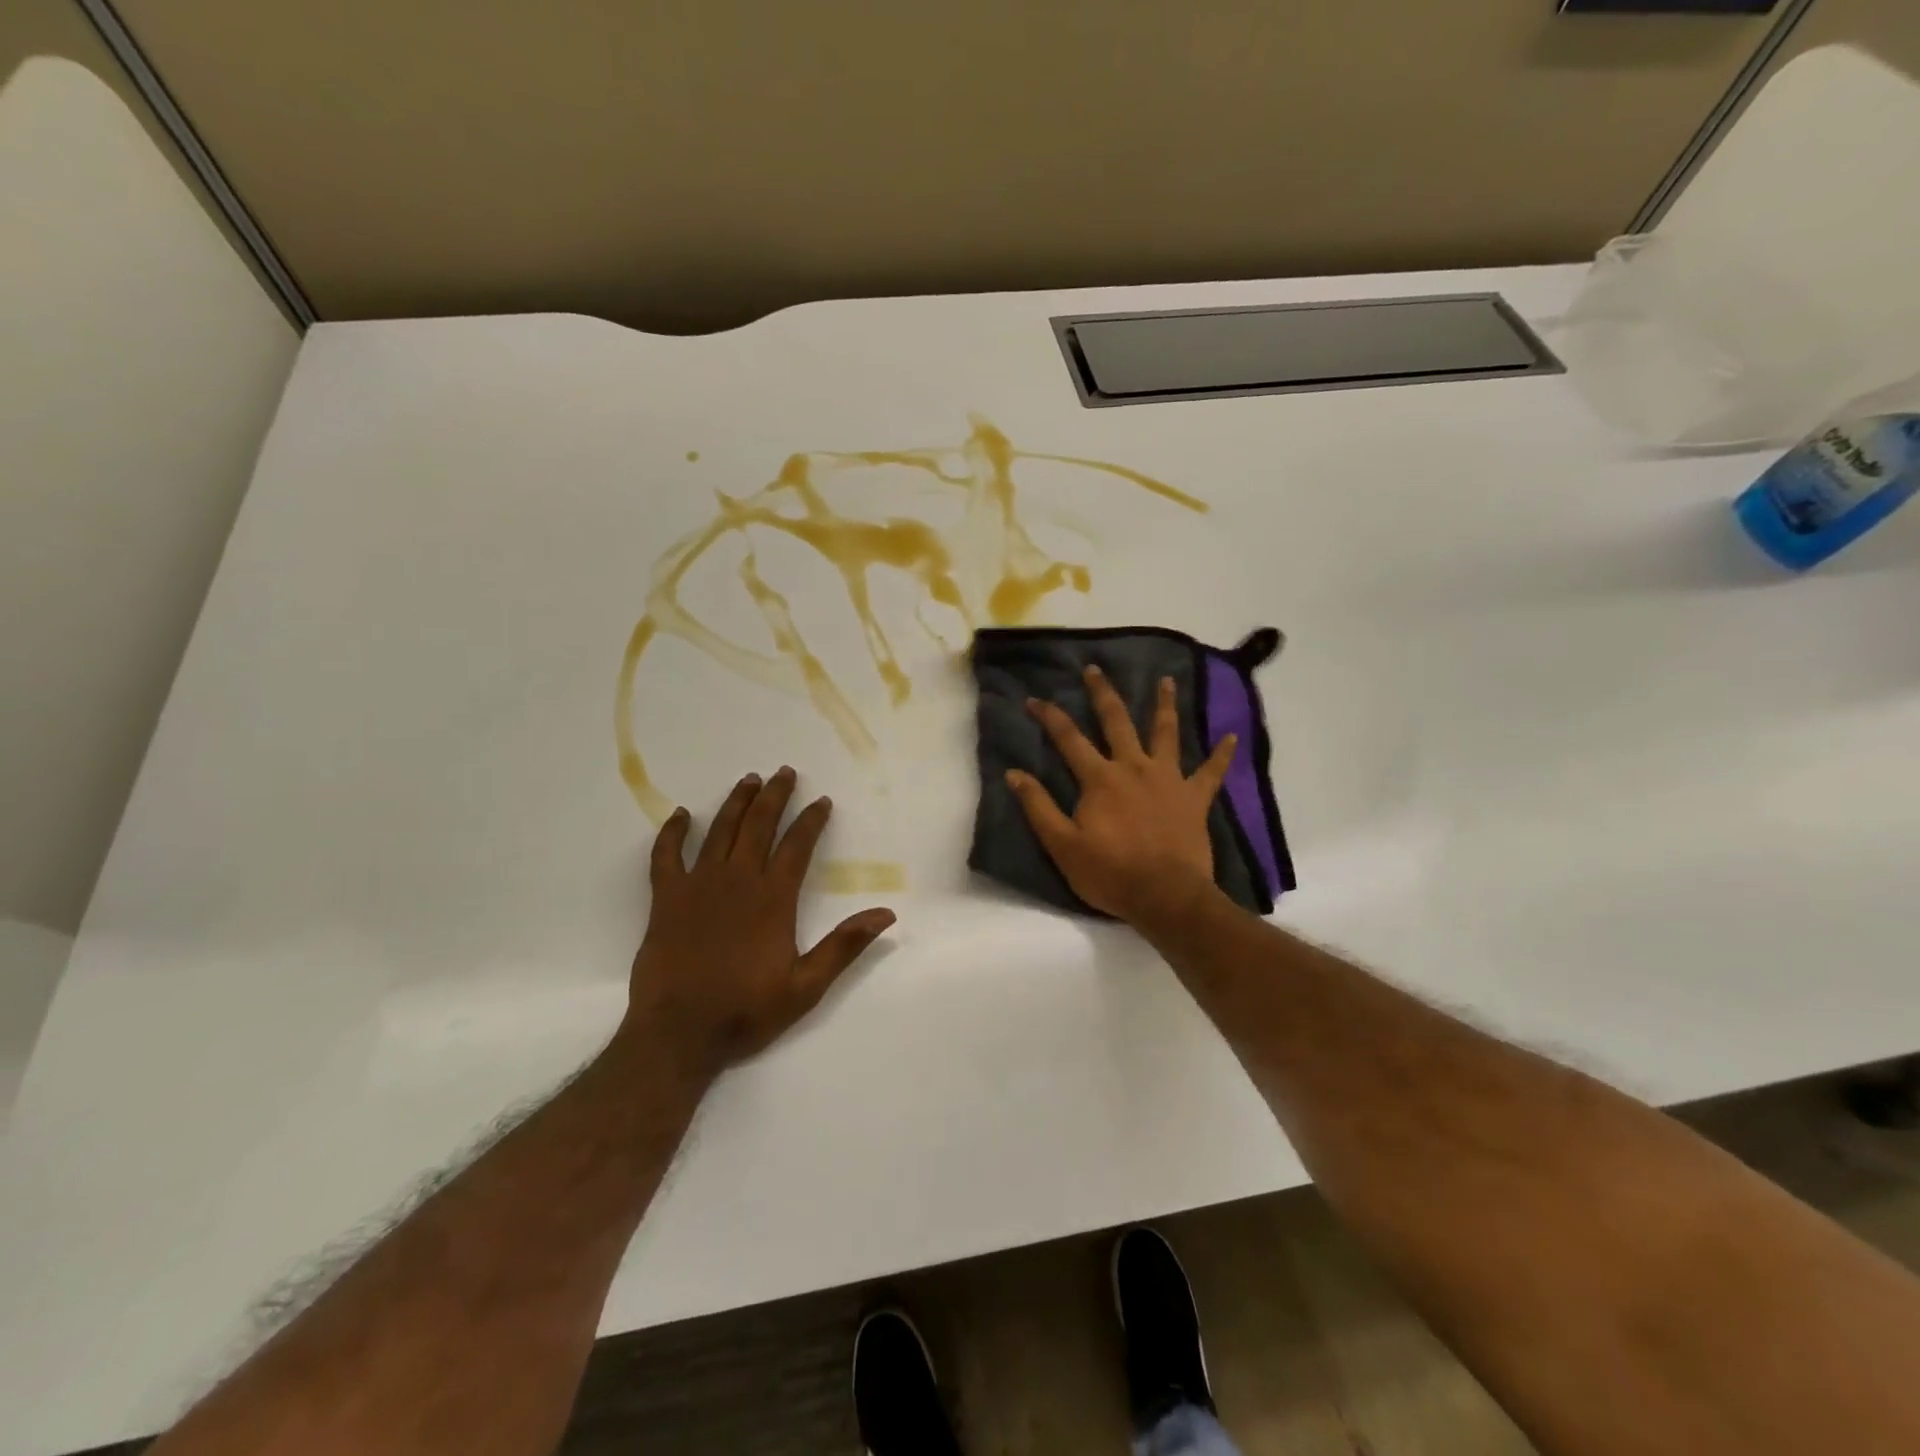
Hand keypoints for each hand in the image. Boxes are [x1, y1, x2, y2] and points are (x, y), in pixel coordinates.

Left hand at [618, 767, 895, 1081]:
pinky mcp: (666, 899)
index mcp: (773, 899)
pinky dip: (672, 833)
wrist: (678, 1034)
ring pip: (720, 831)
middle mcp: (737, 881)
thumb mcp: (806, 986)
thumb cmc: (745, 1011)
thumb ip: (844, 946)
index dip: (811, 820)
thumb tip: (886, 913)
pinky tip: (681, 815)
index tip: (822, 801)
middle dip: (775, 796)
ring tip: (748, 780)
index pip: (797, 846)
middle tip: (784, 772)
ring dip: (736, 803)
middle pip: (759, 826)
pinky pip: (666, 856)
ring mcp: (698, 886)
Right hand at [1007, 666, 1234, 924]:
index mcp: (1100, 778)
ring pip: (1167, 733)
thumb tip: (1014, 773)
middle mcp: (1134, 767)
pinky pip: (1212, 771)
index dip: (1049, 716)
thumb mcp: (1062, 845)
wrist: (1166, 897)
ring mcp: (1169, 779)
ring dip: (1165, 705)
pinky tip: (1232, 736)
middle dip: (1103, 693)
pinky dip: (1223, 754)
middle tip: (1095, 669)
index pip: (1068, 738)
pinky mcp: (1195, 798)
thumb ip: (1038, 807)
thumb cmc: (1110, 873)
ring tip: (1167, 680)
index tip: (1034, 699)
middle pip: (1117, 721)